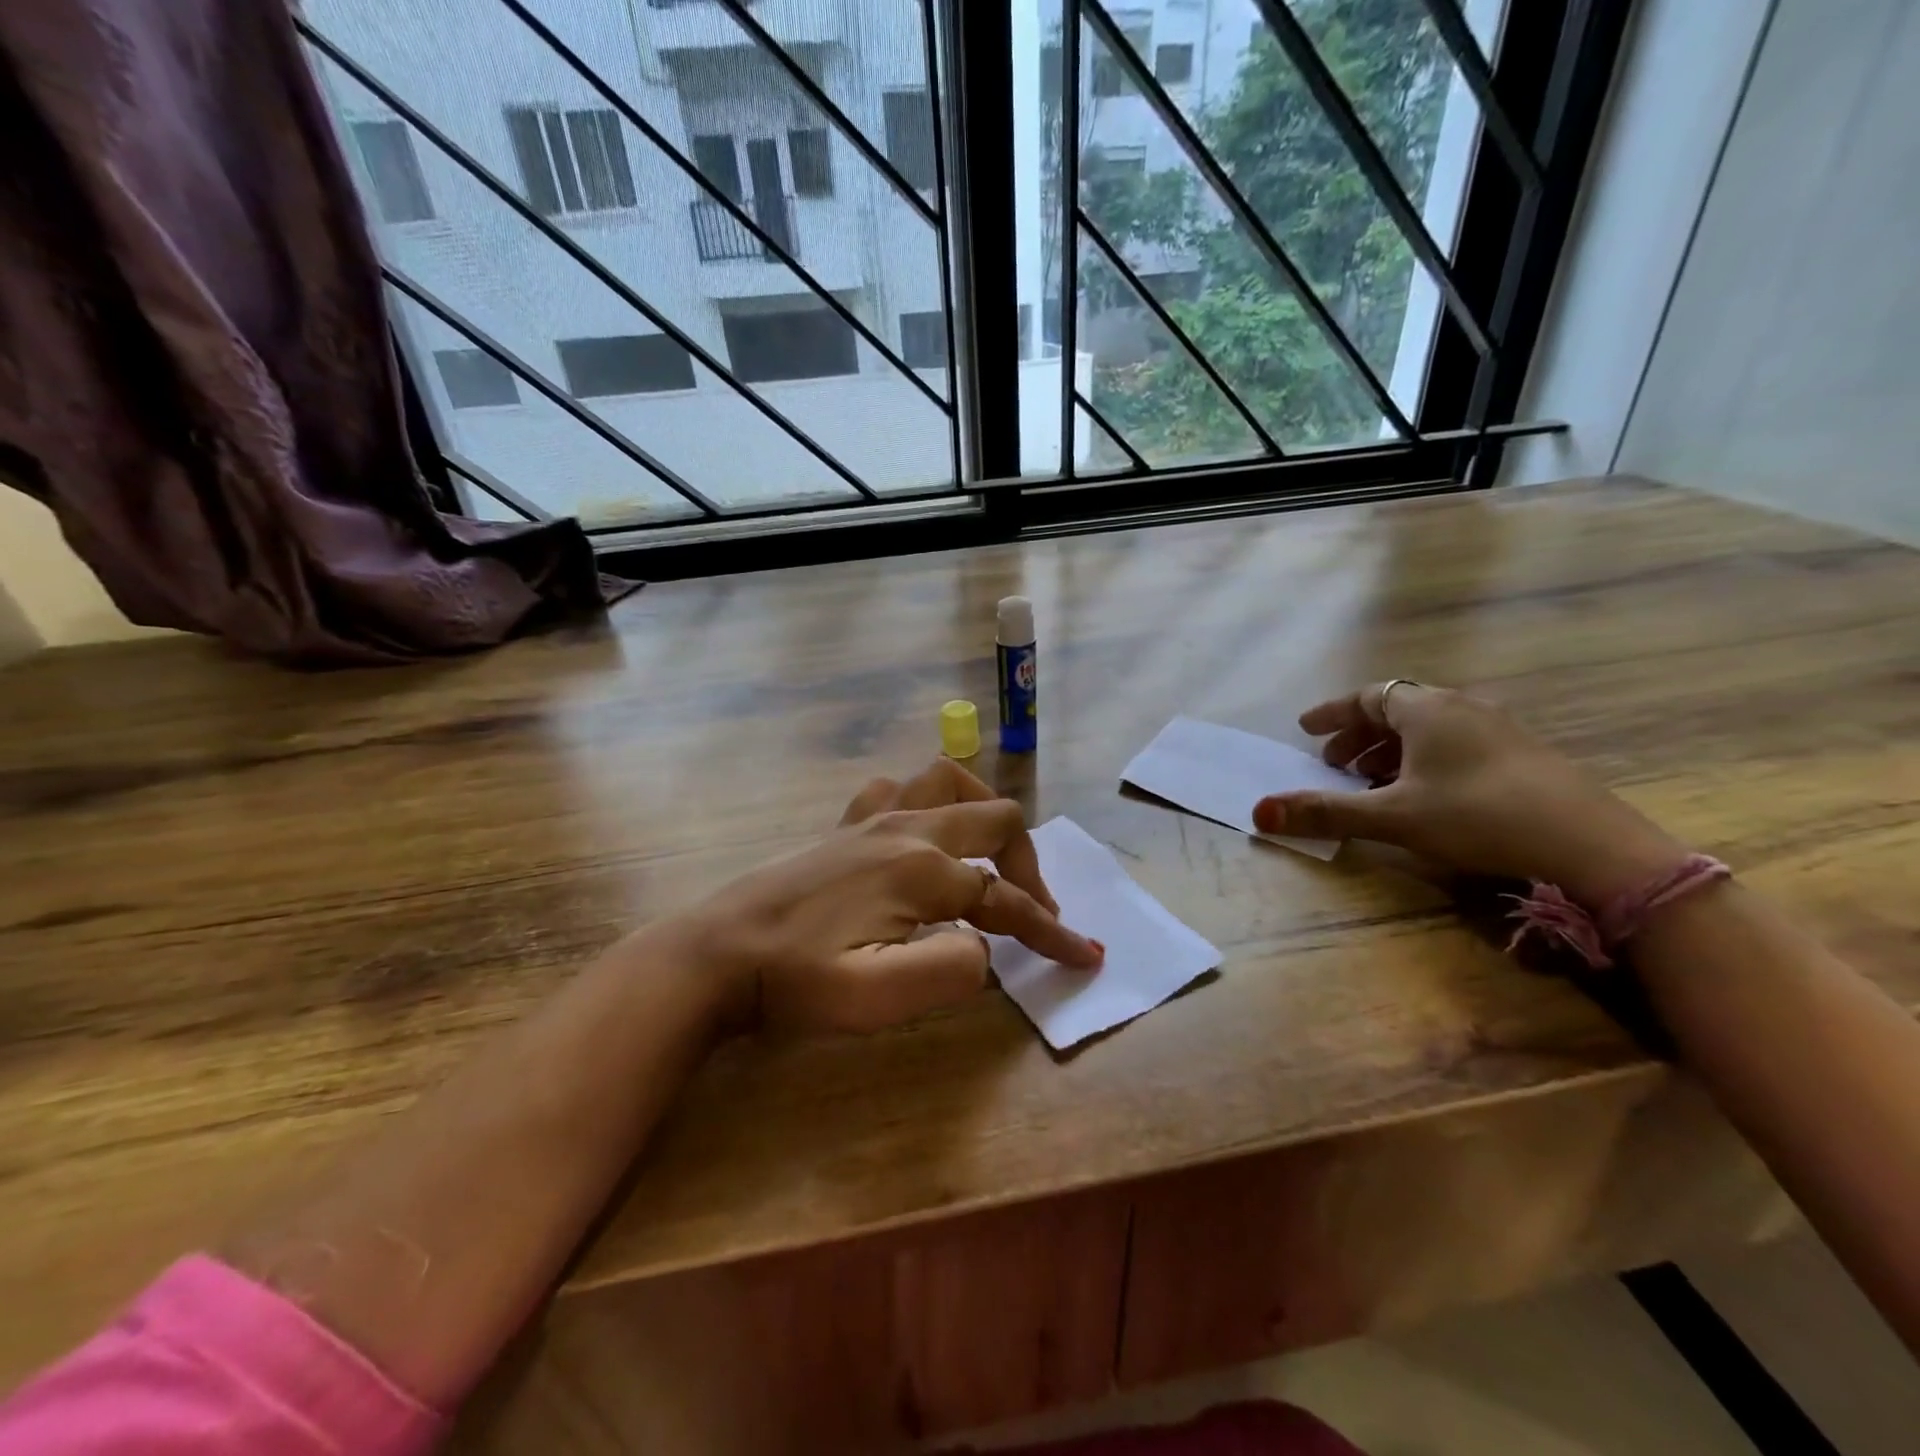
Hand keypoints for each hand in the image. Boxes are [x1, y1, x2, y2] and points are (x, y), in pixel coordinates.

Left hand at [679, 759, 1101, 1033]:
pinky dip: (925, 801)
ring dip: (982, 814)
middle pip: (996, 822)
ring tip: (988, 856)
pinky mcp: (845, 825)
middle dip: (1029, 867)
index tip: (1084, 957)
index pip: (1006, 901)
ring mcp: (873, 819)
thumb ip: (950, 970)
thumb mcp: (877, 997)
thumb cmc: (796, 981)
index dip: (1051, 933)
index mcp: (923, 871)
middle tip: (1034, 913)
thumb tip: (983, 946)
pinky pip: (898, 789)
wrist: (717, 954)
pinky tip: (919, 832)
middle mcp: (908, 830)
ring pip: (950, 782)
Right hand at [1253, 682, 1687, 905]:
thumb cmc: (1478, 817)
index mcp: (1427, 710)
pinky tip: (1423, 795)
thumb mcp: (1392, 817)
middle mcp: (1462, 708)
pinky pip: (1455, 744)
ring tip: (1371, 783)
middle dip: (1358, 736)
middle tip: (1333, 765)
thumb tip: (1258, 812)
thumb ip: (1325, 813)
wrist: (1593, 846)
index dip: (1332, 713)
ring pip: (1428, 729)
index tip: (1306, 730)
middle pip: (1397, 710)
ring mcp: (1499, 730)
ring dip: (1390, 751)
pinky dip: (1423, 760)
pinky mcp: (1523, 757)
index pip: (1367, 695)